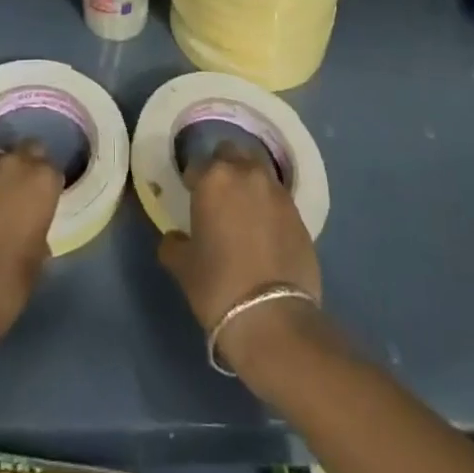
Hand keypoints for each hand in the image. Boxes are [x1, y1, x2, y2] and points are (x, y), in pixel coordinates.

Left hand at [0, 145, 62, 353]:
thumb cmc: (5, 284)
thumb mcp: (36, 263)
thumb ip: (38, 236)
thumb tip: (30, 233)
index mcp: (41, 180)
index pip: (52, 169)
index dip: (47, 188)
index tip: (43, 206)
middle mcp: (11, 165)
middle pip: (25, 152)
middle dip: (25, 169)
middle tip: (22, 199)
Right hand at [158, 144, 322, 373]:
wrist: (274, 319)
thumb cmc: (219, 286)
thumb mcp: (184, 268)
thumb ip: (173, 244)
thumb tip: (173, 238)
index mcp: (214, 178)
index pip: (197, 165)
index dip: (192, 180)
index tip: (191, 195)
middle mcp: (247, 173)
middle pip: (232, 153)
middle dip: (223, 167)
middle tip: (218, 195)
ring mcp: (277, 191)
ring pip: (258, 170)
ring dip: (248, 181)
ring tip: (243, 209)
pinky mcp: (300, 213)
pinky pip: (278, 197)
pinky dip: (269, 205)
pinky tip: (265, 230)